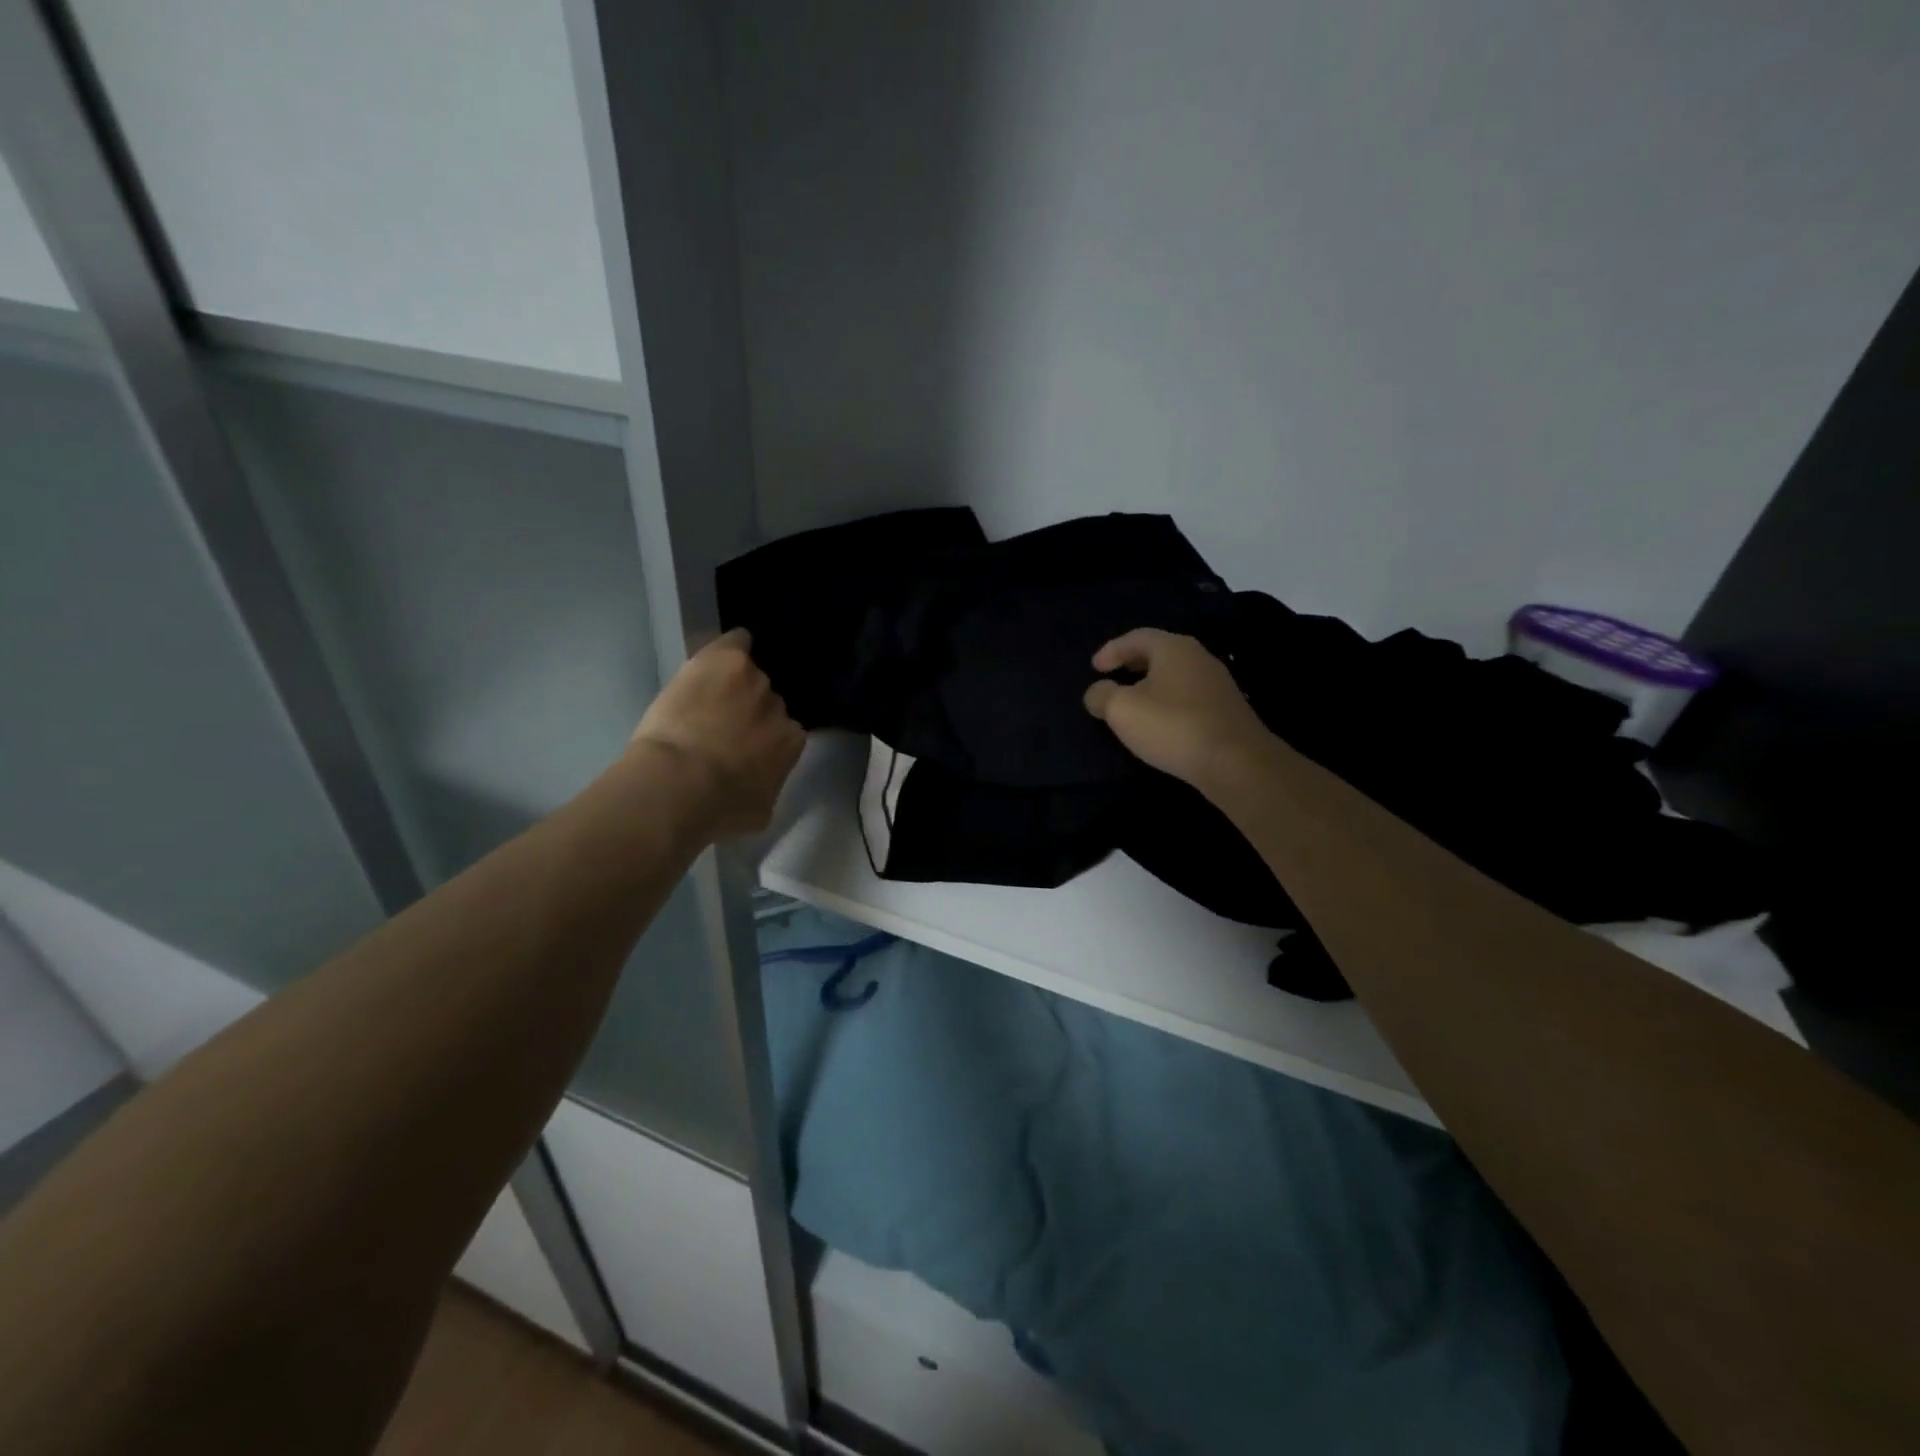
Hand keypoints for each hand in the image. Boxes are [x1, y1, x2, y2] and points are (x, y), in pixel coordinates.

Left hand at [631, 629, 804, 837]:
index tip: (743, 747)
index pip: (785, 733)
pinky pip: (738, 641)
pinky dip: (731, 645)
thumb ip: (769, 785)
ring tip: (709, 695)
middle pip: (768, 702)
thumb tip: (764, 780)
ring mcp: (754, 681)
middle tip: (721, 725)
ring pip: (749, 675)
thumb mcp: (759, 810)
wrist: (680, 784)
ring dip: (734, 684)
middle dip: (750, 711)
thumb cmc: (719, 809)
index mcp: (791, 744)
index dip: (763, 738)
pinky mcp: (728, 658)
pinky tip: (719, 653)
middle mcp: (780, 708)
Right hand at [1083, 629, 1279, 790]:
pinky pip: (1188, 696)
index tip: (1094, 668)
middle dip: (1132, 664)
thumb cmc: (1173, 726)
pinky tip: (1160, 722)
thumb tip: (1097, 692)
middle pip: (1159, 653)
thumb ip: (1102, 695)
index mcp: (1174, 648)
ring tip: (1133, 702)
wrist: (1235, 762)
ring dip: (1151, 685)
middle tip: (1113, 677)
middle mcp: (1199, 658)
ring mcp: (1217, 684)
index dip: (1112, 650)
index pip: (1137, 637)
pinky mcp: (1226, 710)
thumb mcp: (1123, 710)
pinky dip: (1168, 702)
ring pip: (1175, 675)